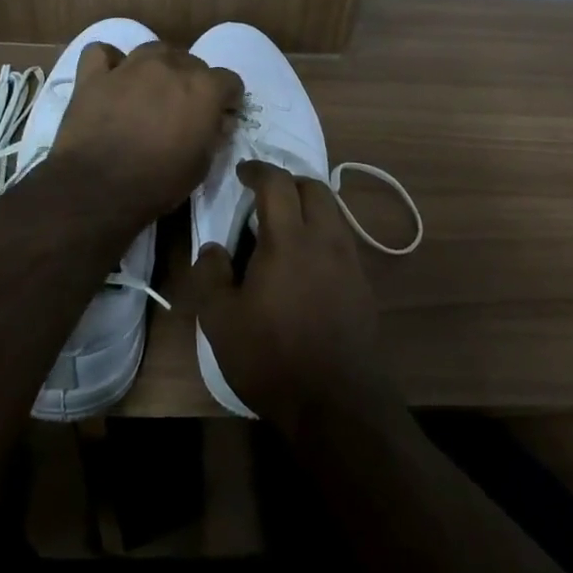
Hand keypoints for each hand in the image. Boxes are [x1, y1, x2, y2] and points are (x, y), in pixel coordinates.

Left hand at [52, 39, 243, 221]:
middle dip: (192, 82)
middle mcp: (170, 66)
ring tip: (150, 90)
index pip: (230, 80)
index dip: (227, 99)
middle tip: (181, 109)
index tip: (219, 116)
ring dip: (158, 67)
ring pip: (153, 49)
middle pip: (192, 61)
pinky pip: (103, 53)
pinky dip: (110, 62)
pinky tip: (111, 78)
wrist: (98, 188)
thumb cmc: (158, 182)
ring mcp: (130, 66)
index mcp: (203, 88)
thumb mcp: (201, 165)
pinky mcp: (94, 74)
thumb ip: (214, 134)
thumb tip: (219, 120)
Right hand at [193, 160, 396, 434]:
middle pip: (314, 187)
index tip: (243, 171)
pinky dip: (322, 231)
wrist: (337, 401)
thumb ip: (210, 276)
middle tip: (265, 196)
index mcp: (289, 240)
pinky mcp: (362, 283)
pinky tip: (306, 260)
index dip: (258, 170)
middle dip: (289, 182)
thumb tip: (214, 249)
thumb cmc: (272, 357)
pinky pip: (342, 238)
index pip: (277, 183)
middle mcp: (326, 239)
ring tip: (285, 225)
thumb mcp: (220, 321)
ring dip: (309, 205)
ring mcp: (350, 260)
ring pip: (333, 211)